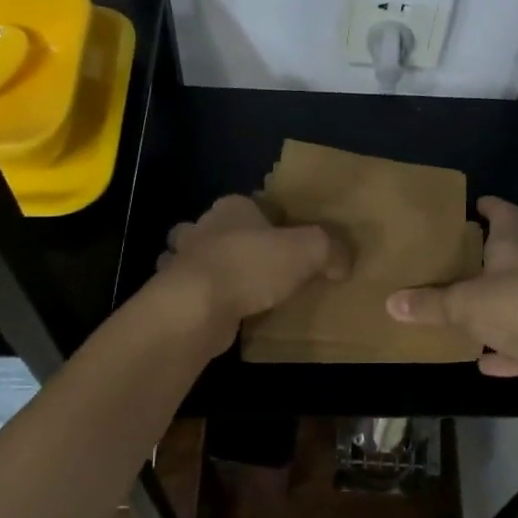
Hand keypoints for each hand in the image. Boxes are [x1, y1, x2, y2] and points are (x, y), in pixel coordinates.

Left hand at [153, 194, 348, 351]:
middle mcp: (203, 228)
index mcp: (232, 207)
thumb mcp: (307, 250)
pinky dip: (204, 299)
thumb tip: (343, 263)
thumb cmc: (251, 266)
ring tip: (240, 290)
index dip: (270, 220)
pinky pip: (194, 292)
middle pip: (222, 230)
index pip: (253, 205)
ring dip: (214, 270)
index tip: (286, 240)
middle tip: (264, 266)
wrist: (197, 307)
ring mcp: (182, 261)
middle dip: (236, 243)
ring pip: (200, 260)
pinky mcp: (174, 294)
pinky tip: (221, 312)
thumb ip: (330, 250)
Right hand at [385, 196, 517, 384]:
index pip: (505, 215)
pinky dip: (511, 351)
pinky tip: (489, 364)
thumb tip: (390, 301)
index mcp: (516, 249)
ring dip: (502, 308)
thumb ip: (430, 305)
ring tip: (474, 316)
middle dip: (495, 259)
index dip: (492, 207)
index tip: (479, 203)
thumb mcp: (466, 306)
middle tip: (469, 263)